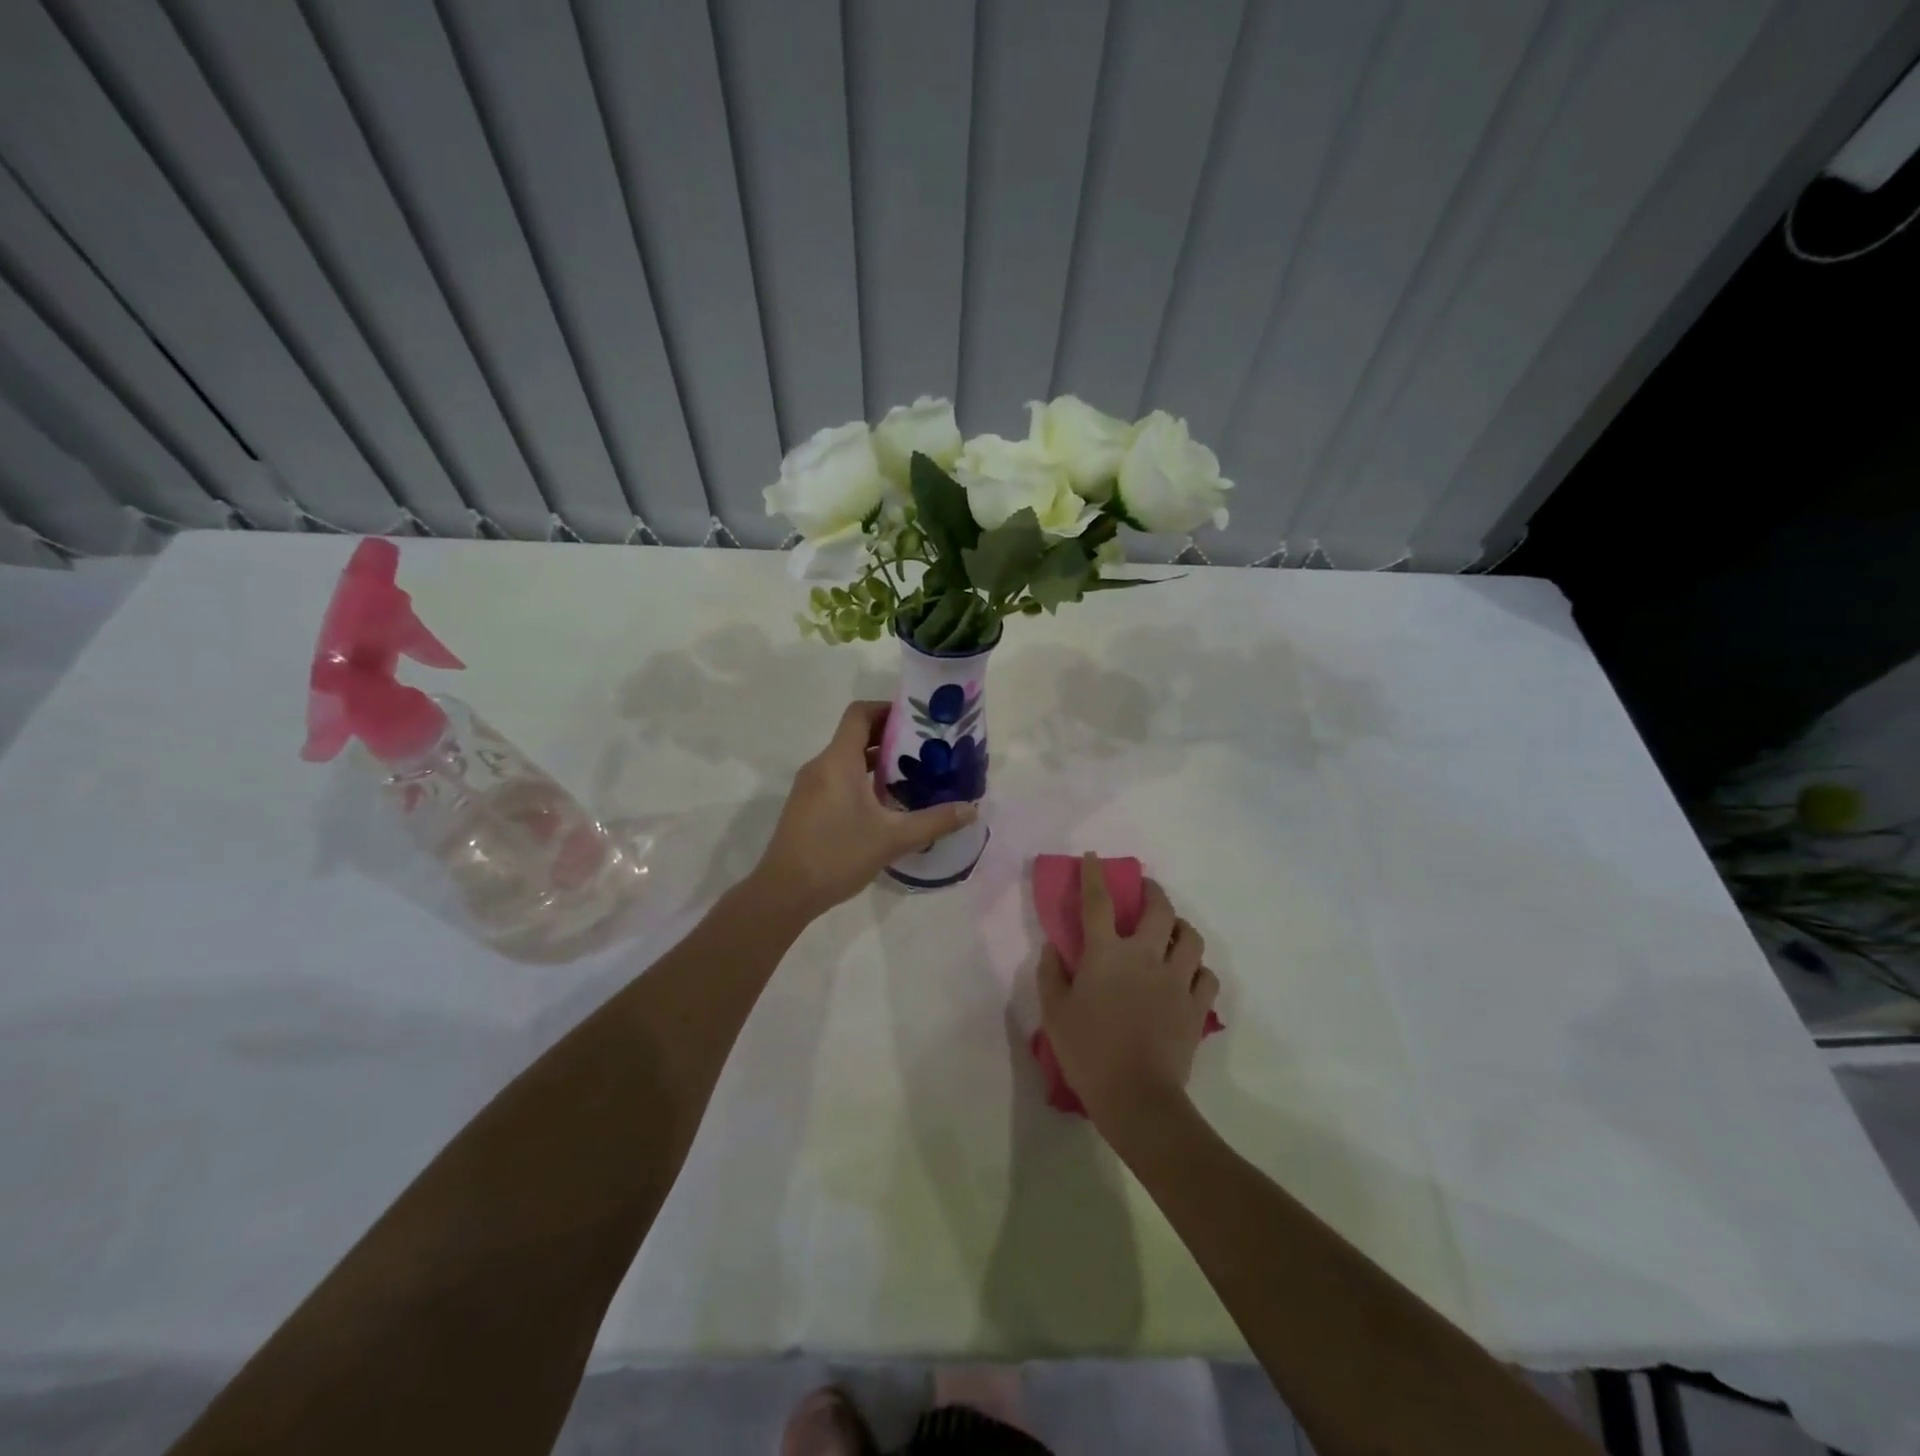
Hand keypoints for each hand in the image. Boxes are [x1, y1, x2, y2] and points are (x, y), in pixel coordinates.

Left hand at [750, 701, 976, 920]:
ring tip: (911, 775)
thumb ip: (934, 821)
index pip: (859, 714)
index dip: (887, 709)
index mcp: (838, 761)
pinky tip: (884, 804)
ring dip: (876, 761)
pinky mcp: (806, 806)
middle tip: (924, 750)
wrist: (784, 892)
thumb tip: (971, 810)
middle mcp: (821, 765)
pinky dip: (861, 780)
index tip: (916, 720)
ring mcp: (810, 786)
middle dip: (890, 738)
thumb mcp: (893, 839)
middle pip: (855, 735)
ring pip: (846, 759)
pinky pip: (837, 779)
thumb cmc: (837, 855)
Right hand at [1038, 853, 1218, 1131]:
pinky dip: (1198, 969)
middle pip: (1159, 909)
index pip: (1098, 901)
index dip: (1094, 874)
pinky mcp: (1196, 1006)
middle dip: (1153, 891)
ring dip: (1180, 927)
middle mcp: (1145, 956)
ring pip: (1190, 937)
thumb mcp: (1054, 1013)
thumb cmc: (1088, 1052)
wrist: (1137, 1096)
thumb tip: (1054, 947)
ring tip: (1172, 931)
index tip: (1094, 857)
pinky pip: (1207, 976)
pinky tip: (1189, 974)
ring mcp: (1176, 980)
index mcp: (1106, 954)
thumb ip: (1051, 974)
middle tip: (1146, 891)